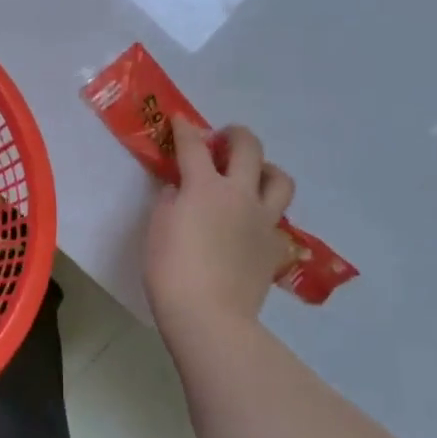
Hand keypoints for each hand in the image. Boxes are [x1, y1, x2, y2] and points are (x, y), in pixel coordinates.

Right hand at [144, 121, 294, 340]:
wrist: (209, 316)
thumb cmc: (171, 270)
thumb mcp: (157, 227)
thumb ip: (171, 200)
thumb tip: (182, 190)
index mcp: (205, 186)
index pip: (193, 145)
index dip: (184, 128)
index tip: (179, 121)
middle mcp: (239, 195)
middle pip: (248, 148)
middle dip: (235, 135)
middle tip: (223, 140)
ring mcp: (263, 221)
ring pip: (280, 180)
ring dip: (265, 169)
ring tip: (251, 176)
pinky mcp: (274, 247)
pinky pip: (277, 221)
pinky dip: (265, 214)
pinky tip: (251, 225)